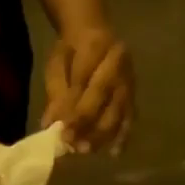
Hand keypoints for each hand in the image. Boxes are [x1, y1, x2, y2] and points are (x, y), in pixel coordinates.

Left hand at [41, 28, 132, 153]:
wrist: (93, 32)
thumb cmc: (71, 50)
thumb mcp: (57, 64)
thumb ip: (55, 93)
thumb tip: (51, 124)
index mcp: (96, 45)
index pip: (85, 82)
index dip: (74, 108)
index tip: (61, 131)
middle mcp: (119, 62)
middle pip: (106, 97)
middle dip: (88, 123)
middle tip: (72, 144)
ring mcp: (129, 79)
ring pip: (119, 109)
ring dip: (102, 133)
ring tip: (85, 149)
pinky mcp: (133, 94)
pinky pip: (130, 117)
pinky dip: (122, 136)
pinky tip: (114, 153)